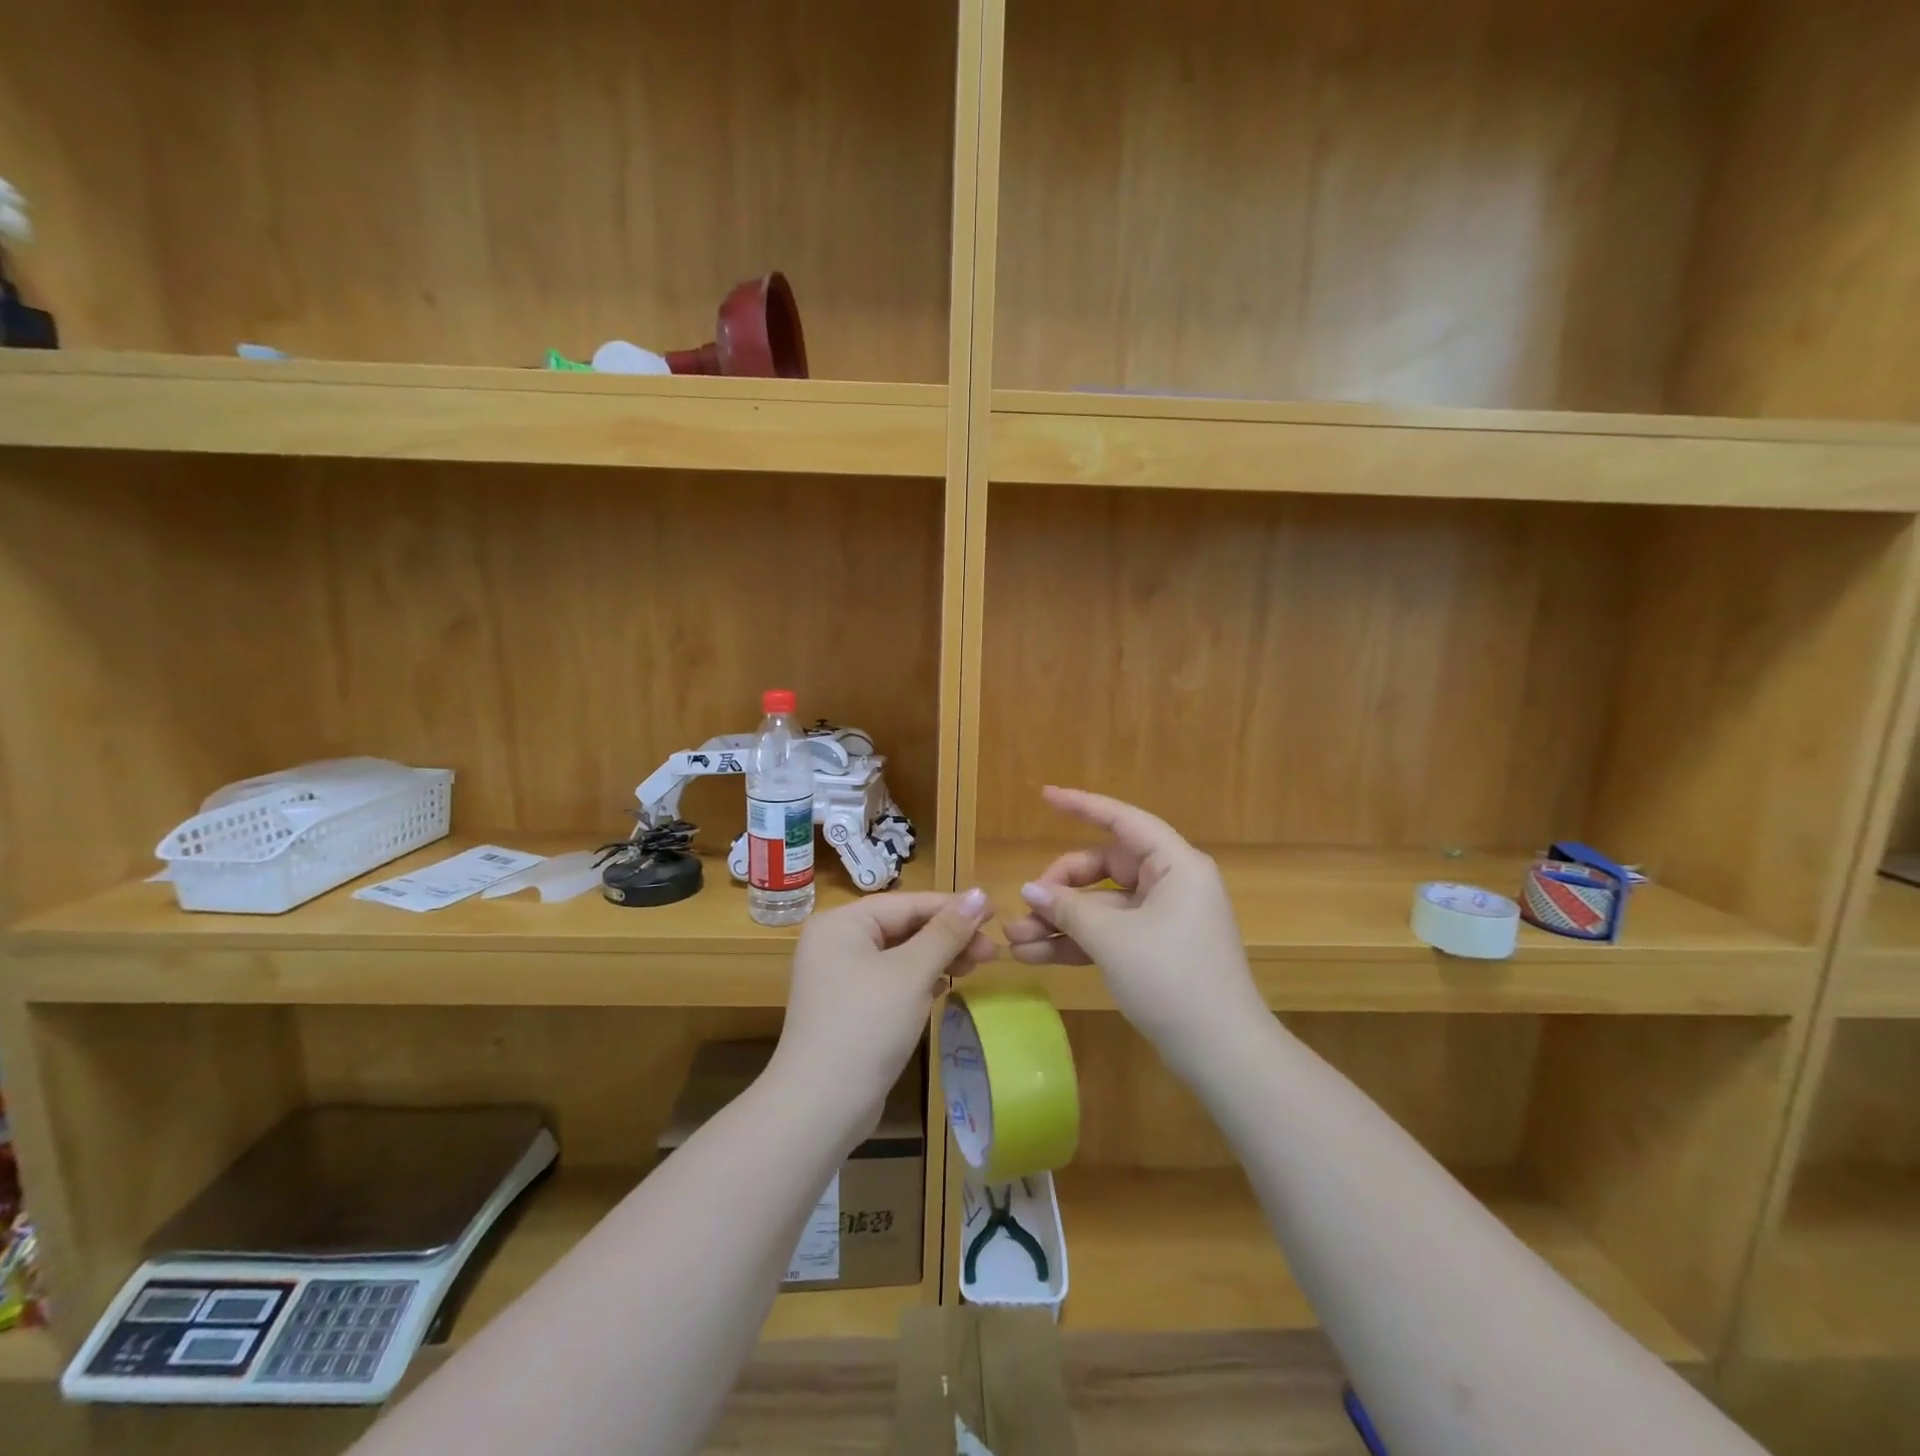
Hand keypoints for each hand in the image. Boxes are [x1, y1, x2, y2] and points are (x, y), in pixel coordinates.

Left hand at [773, 890, 996, 1130]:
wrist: (819, 1108)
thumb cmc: (866, 1026)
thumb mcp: (911, 973)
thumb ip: (947, 932)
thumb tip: (980, 893)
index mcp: (842, 924)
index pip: (907, 904)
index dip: (953, 907)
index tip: (996, 914)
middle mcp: (836, 943)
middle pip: (903, 927)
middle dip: (948, 937)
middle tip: (991, 952)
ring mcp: (840, 978)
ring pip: (900, 955)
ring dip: (938, 959)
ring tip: (977, 966)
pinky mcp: (849, 1008)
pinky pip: (891, 980)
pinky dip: (920, 980)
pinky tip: (946, 987)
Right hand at [1003, 788, 1264, 1066]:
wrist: (1222, 1054)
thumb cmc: (1172, 979)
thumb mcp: (1113, 939)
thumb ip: (1068, 909)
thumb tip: (1029, 890)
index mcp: (1175, 866)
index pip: (1123, 821)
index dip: (1082, 806)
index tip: (1045, 797)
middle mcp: (1170, 884)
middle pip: (1103, 867)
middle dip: (1059, 887)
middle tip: (1024, 906)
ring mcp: (1161, 919)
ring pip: (1100, 906)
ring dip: (1060, 921)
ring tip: (1014, 940)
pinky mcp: (1153, 950)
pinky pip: (1108, 934)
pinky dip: (1076, 942)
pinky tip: (1035, 955)